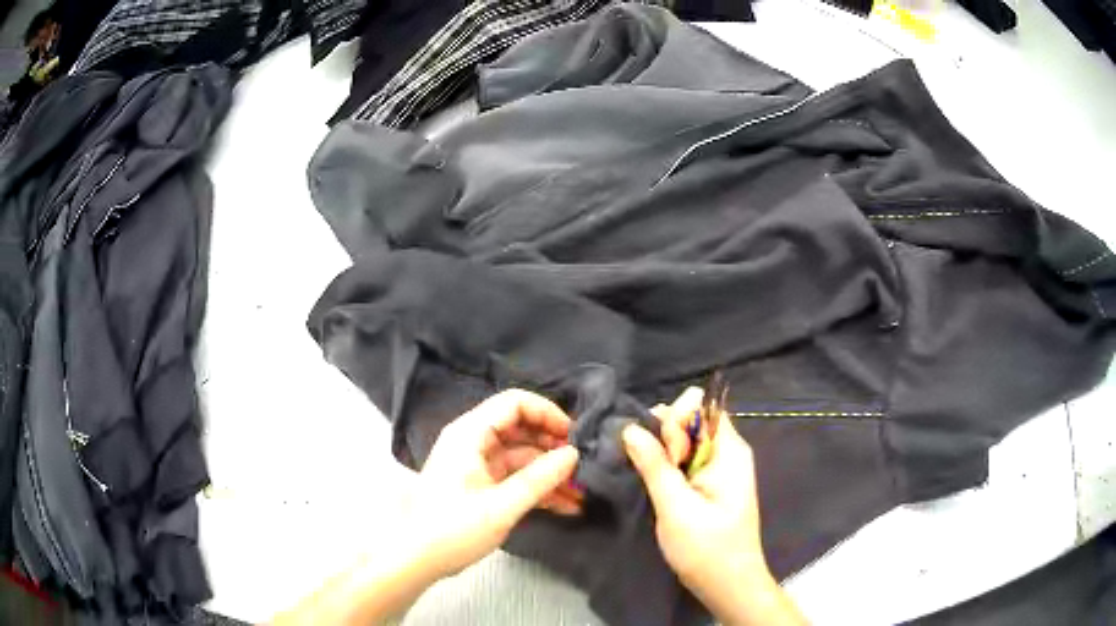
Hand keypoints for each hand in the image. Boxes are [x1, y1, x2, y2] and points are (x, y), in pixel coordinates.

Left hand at [405, 389, 581, 579]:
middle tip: (583, 466)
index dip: (547, 413)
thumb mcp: (501, 506)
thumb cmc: (453, 529)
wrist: (417, 559)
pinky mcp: (481, 485)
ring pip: (522, 456)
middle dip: (553, 446)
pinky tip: (565, 505)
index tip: (574, 435)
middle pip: (521, 429)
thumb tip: (573, 454)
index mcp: (470, 434)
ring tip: (581, 492)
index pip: (514, 403)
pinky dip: (538, 488)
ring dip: (550, 473)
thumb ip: (539, 479)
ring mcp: (477, 464)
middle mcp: (473, 441)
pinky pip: (515, 477)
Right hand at [623, 389, 805, 625]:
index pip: (701, 406)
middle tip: (658, 473)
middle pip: (691, 420)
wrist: (729, 585)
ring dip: (663, 454)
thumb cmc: (707, 549)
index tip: (667, 455)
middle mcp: (727, 452)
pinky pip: (685, 460)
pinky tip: (656, 484)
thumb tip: (630, 428)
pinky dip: (667, 467)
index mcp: (729, 450)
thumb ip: (655, 466)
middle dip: (665, 437)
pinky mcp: (709, 484)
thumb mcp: (676, 508)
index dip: (676, 420)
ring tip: (654, 481)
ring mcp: (719, 468)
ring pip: (685, 441)